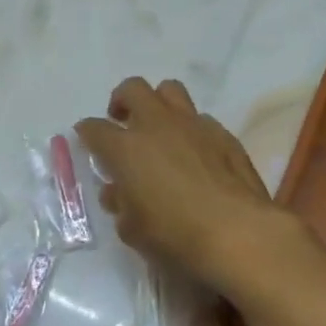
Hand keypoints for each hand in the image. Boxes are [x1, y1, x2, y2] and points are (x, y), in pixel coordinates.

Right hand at [77, 78, 288, 294]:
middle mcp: (157, 125)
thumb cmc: (175, 236)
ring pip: (170, 90)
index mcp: (126, 149)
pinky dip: (191, 129)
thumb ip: (121, 205)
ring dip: (159, 103)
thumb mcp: (133, 230)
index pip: (95, 128)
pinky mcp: (224, 134)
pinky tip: (196, 153)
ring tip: (159, 127)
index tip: (87, 139)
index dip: (87, 132)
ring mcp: (193, 125)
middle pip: (133, 89)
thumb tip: (117, 192)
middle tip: (122, 121)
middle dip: (122, 100)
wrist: (238, 233)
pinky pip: (201, 119)